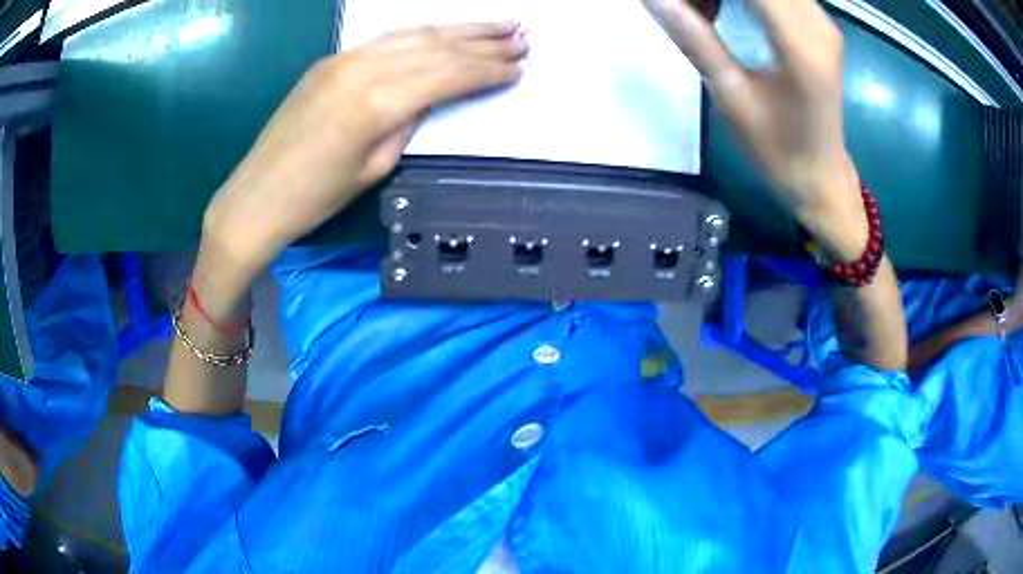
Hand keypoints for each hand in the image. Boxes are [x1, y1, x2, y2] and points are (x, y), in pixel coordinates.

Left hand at [203, 22, 528, 276]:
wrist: (256, 196)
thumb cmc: (315, 198)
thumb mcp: (374, 167)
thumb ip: (407, 122)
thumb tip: (430, 96)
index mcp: (378, 101)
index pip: (447, 74)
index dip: (487, 70)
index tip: (518, 67)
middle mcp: (363, 68)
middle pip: (436, 46)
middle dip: (483, 42)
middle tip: (522, 37)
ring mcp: (344, 58)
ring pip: (413, 34)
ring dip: (459, 29)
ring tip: (497, 26)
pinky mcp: (331, 60)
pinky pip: (386, 38)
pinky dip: (421, 32)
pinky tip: (443, 31)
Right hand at [644, 0, 866, 260]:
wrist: (821, 176)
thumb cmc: (777, 150)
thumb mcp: (730, 96)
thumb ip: (695, 39)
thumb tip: (655, 0)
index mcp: (800, 47)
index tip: (681, 5)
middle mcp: (818, 24)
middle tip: (687, 9)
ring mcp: (822, 21)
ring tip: (700, 11)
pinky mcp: (819, 24)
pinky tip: (719, 10)